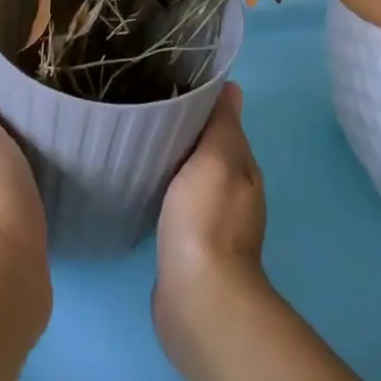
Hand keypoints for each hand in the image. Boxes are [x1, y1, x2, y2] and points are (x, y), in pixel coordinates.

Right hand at [153, 83, 268, 369]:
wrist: (197, 297)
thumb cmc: (206, 219)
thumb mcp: (217, 159)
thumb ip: (222, 125)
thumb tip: (232, 87)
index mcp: (243, 169)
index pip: (222, 124)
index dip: (199, 104)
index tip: (166, 84)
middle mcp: (233, 193)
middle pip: (206, 150)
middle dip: (182, 131)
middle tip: (143, 106)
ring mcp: (211, 222)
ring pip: (190, 176)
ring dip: (172, 160)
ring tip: (137, 139)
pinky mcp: (188, 245)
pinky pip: (175, 203)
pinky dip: (163, 188)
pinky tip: (142, 182)